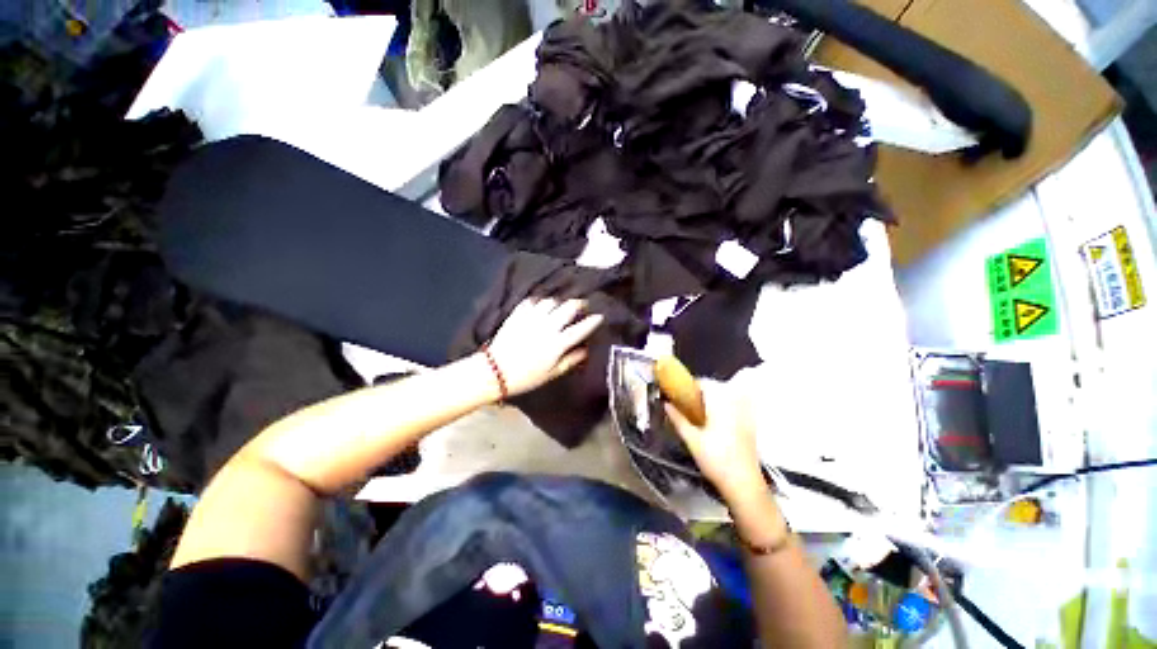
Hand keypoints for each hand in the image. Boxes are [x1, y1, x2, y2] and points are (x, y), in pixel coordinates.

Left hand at [486, 297, 603, 396]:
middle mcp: (547, 327)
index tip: (599, 316)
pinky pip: (531, 301)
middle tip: (581, 305)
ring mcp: (531, 318)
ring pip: (550, 301)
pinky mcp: (518, 314)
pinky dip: (539, 301)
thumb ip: (571, 360)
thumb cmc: (527, 376)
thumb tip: (586, 350)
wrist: (495, 371)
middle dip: (578, 304)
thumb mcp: (552, 373)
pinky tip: (540, 305)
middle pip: (567, 308)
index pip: (579, 329)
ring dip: (558, 302)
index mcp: (557, 344)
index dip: (591, 321)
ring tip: (560, 306)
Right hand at [664, 381, 765, 502]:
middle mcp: (735, 405)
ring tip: (697, 412)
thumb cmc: (716, 460)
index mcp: (720, 405)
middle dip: (700, 392)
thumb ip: (678, 419)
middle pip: (716, 388)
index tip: (679, 394)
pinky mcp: (749, 425)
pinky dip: (721, 408)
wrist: (744, 484)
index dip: (690, 385)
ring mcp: (744, 415)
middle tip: (685, 404)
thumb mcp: (692, 440)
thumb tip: (666, 404)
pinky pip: (733, 406)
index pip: (705, 383)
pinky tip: (713, 422)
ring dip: (711, 399)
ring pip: (725, 397)